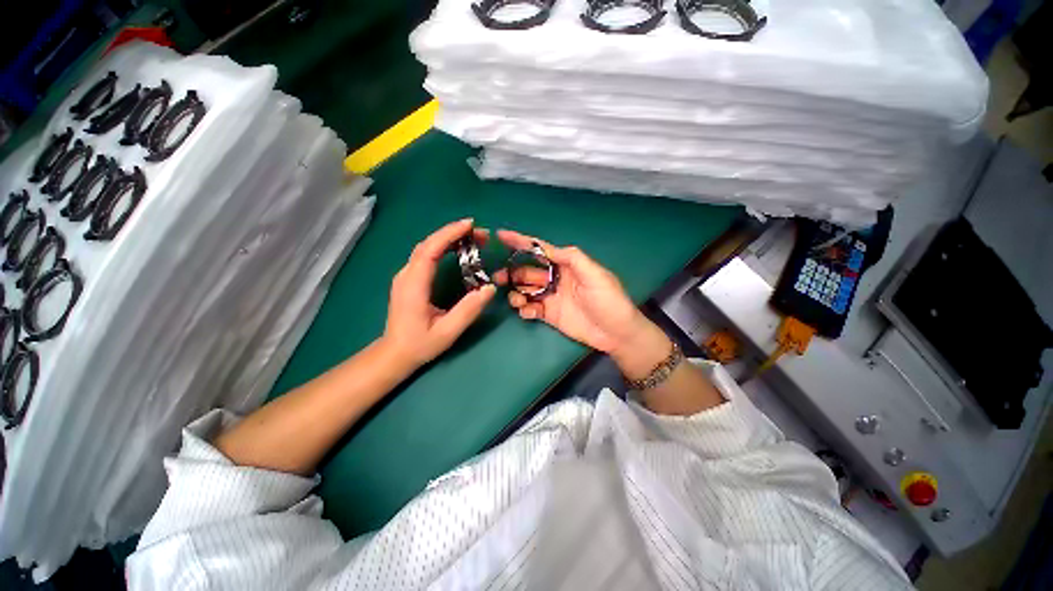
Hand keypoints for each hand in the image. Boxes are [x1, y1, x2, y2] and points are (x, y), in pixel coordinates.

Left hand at [381, 219, 496, 370]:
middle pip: (428, 244)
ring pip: (426, 247)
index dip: (449, 234)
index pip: (430, 250)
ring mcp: (406, 276)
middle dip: (454, 233)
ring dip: (449, 238)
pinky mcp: (409, 279)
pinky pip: (426, 255)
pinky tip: (457, 249)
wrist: (395, 353)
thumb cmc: (420, 344)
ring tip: (473, 238)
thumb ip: (468, 310)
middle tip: (481, 234)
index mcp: (414, 285)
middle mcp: (406, 275)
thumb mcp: (447, 332)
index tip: (470, 225)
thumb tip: (490, 288)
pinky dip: (443, 247)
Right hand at [493, 230, 668, 373]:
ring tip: (517, 300)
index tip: (501, 235)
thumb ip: (571, 257)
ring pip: (525, 290)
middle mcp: (556, 278)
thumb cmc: (608, 299)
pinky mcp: (550, 314)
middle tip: (499, 278)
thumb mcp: (594, 273)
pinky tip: (527, 312)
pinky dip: (525, 309)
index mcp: (566, 265)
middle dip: (512, 272)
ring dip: (516, 292)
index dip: (520, 242)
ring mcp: (551, 297)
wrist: (616, 332)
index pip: (540, 250)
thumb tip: (547, 248)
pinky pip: (531, 308)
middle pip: (527, 271)